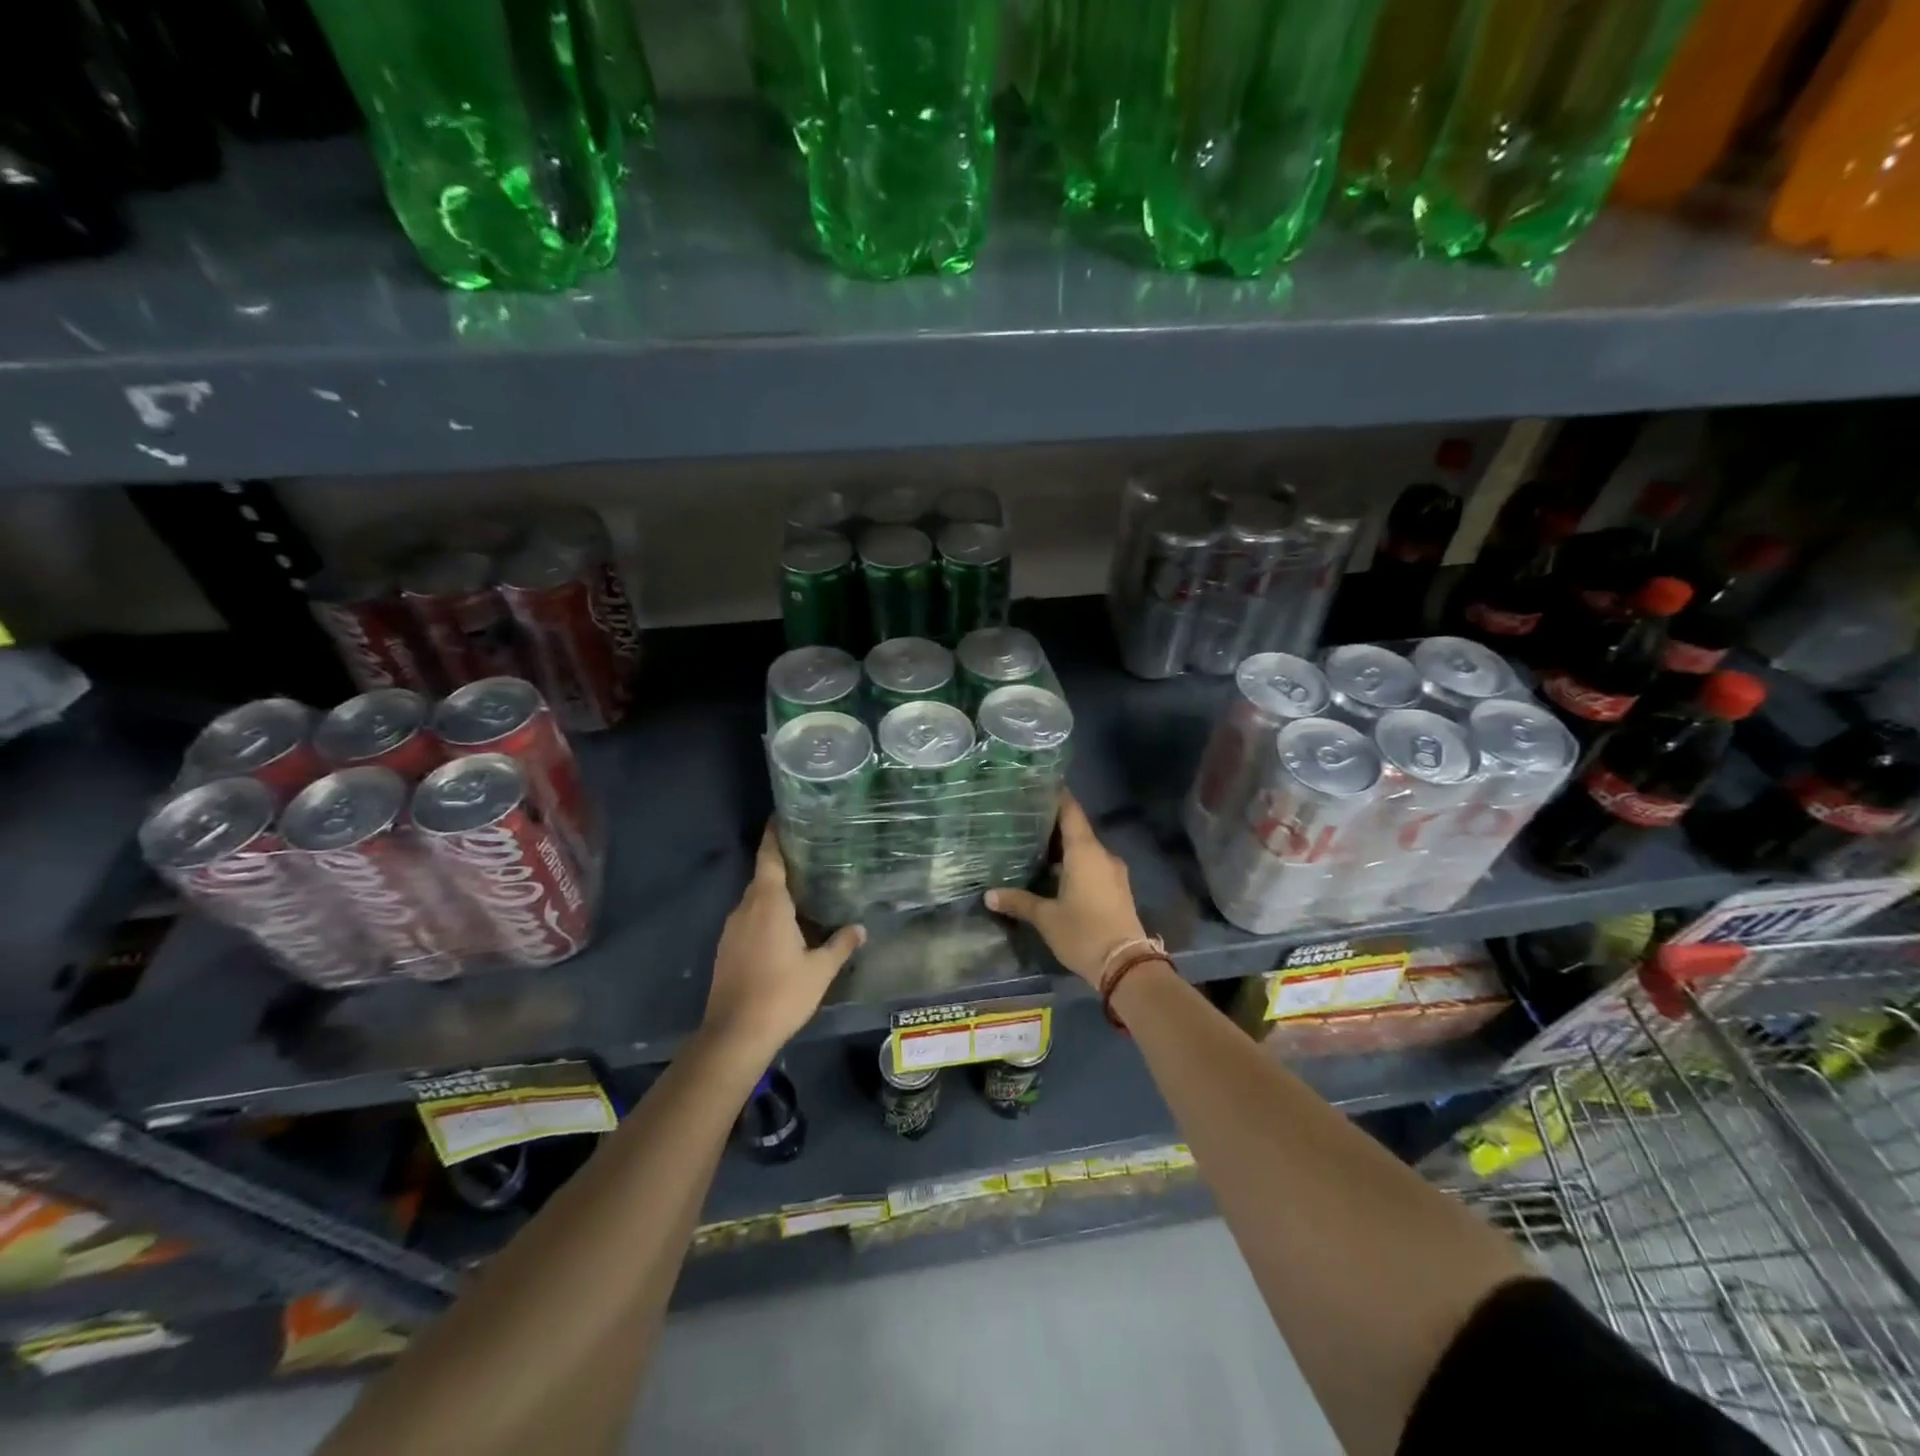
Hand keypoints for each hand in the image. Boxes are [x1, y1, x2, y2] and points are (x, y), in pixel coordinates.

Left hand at [703, 825, 864, 1057]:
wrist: (735, 1034)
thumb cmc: (781, 994)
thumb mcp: (820, 970)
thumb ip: (840, 945)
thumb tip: (860, 928)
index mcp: (768, 903)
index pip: (769, 858)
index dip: (774, 835)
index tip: (781, 816)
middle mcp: (745, 908)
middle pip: (763, 877)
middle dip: (782, 865)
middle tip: (809, 856)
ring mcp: (732, 929)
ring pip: (754, 900)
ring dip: (774, 893)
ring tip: (802, 891)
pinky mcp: (726, 948)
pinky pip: (748, 919)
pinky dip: (764, 914)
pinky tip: (783, 927)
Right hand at [986, 792, 1146, 987]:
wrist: (1126, 966)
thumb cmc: (1083, 932)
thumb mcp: (1046, 918)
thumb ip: (1018, 902)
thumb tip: (989, 895)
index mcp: (1085, 851)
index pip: (1071, 811)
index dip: (1056, 797)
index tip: (1037, 787)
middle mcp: (1102, 855)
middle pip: (1077, 830)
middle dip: (1053, 826)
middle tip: (1024, 821)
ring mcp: (1113, 872)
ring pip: (1085, 850)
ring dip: (1064, 848)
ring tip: (1034, 847)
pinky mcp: (1117, 889)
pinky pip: (1093, 866)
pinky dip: (1074, 863)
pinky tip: (1055, 873)